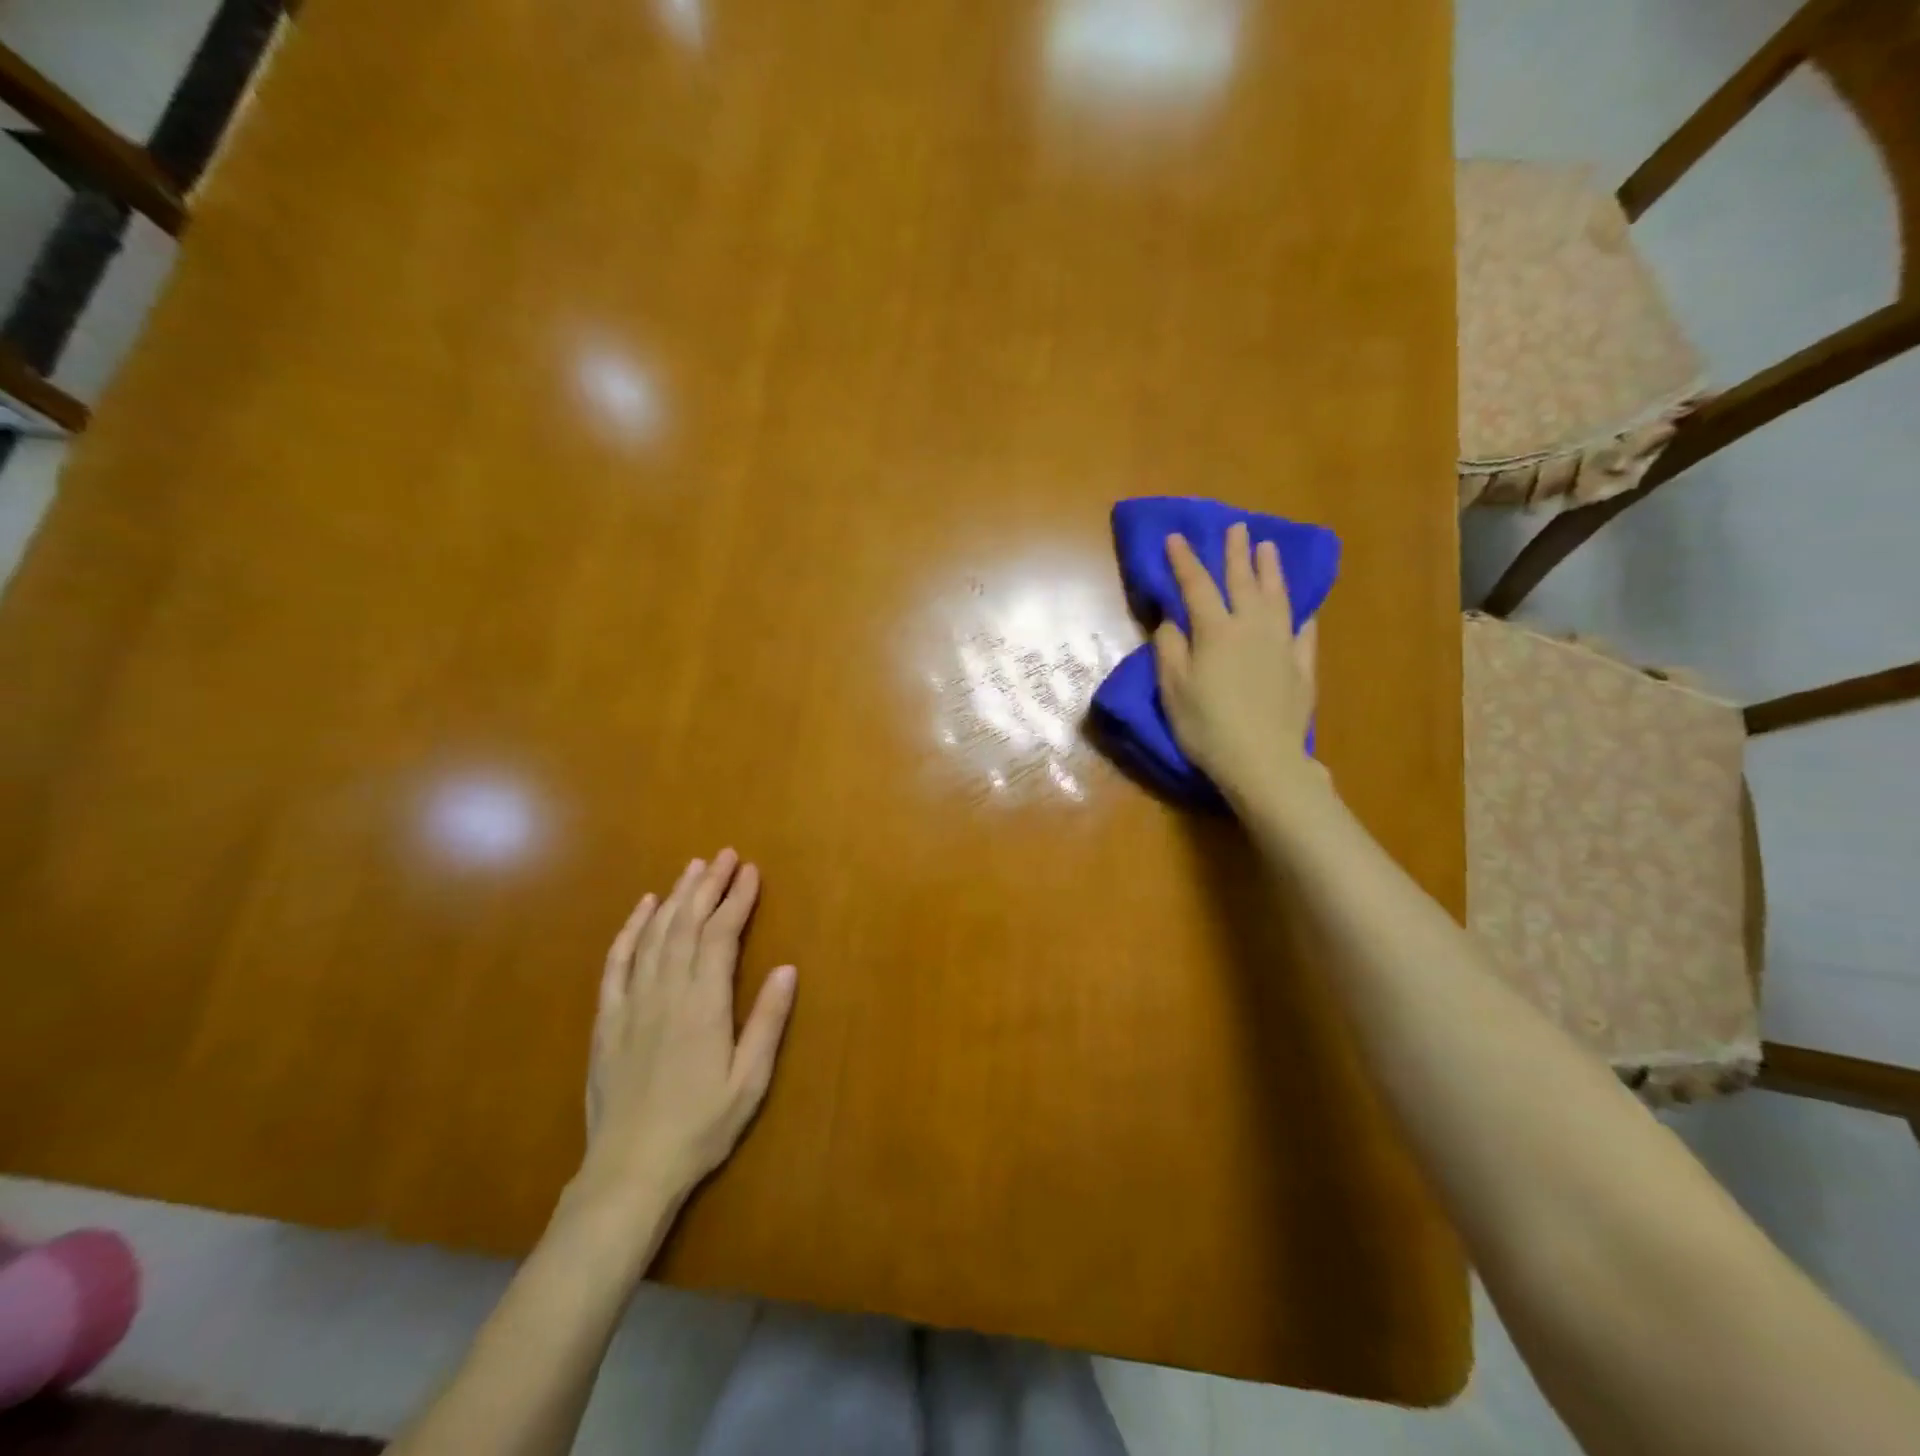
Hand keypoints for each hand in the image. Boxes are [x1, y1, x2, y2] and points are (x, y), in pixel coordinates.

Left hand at [577, 849, 797, 1217]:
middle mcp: (666, 992)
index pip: (721, 935)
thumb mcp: (749, 1081)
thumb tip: (785, 968)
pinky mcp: (607, 1018)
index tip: (751, 872)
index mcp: (704, 1005)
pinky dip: (630, 929)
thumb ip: (767, 1022)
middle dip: (708, 885)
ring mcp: (632, 1002)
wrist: (629, 1170)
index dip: (737, 900)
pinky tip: (642, 908)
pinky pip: (617, 962)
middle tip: (725, 856)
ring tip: (694, 869)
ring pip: (654, 935)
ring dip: (675, 897)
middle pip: (687, 924)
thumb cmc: (700, 1126)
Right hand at [1153, 524, 1324, 807]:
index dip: (1185, 560)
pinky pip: (1304, 631)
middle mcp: (1251, 627)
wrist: (1262, 760)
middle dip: (1236, 553)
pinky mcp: (1301, 666)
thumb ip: (1170, 648)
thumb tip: (1172, 619)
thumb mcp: (1173, 689)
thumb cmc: (1206, 726)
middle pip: (1243, 582)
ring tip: (1269, 548)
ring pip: (1278, 597)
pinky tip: (1302, 607)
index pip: (1196, 586)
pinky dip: (1301, 613)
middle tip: (1236, 527)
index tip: (1176, 536)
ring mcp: (1281, 645)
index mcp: (1215, 631)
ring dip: (1271, 571)